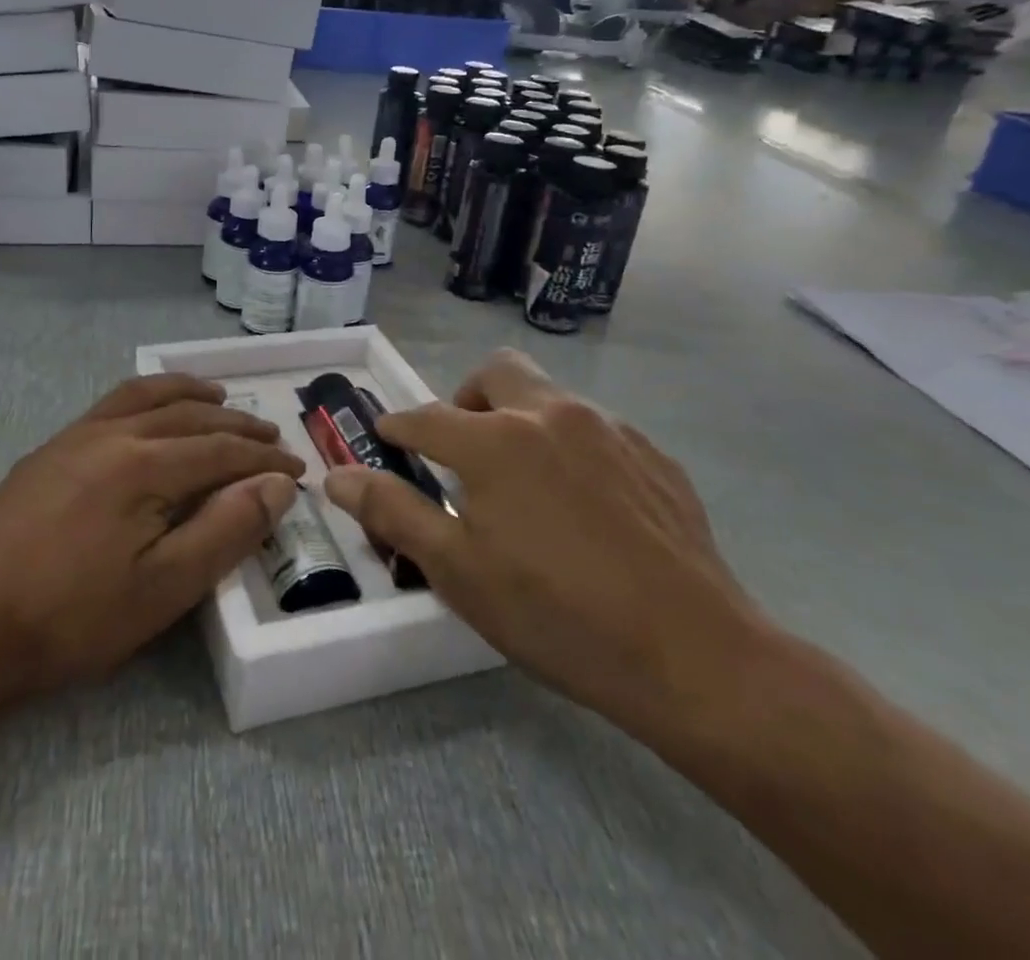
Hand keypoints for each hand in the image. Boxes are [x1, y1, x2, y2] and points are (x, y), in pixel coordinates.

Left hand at [0, 375, 301, 696]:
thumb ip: (226, 529)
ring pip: (146, 396)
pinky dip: (146, 397)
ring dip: (189, 393)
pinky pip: (111, 404)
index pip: (220, 449)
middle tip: (270, 434)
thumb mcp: (164, 587)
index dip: (263, 459)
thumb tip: (276, 484)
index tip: (297, 469)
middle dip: (236, 422)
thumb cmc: (73, 617)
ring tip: (218, 396)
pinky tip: (149, 413)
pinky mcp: (49, 449)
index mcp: (143, 465)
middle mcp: (112, 433)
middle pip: (188, 415)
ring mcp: (75, 436)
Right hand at [322, 350, 761, 729]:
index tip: (387, 438)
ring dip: (521, 420)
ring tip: (525, 483)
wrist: (694, 657)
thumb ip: (391, 511)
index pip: (425, 417)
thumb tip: (335, 475)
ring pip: (548, 396)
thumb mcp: (457, 571)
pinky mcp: (654, 454)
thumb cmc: (555, 615)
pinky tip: (584, 505)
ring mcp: (609, 429)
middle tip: (464, 450)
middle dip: (467, 399)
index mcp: (494, 441)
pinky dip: (571, 448)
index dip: (397, 427)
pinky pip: (596, 429)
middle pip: (494, 372)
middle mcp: (549, 415)